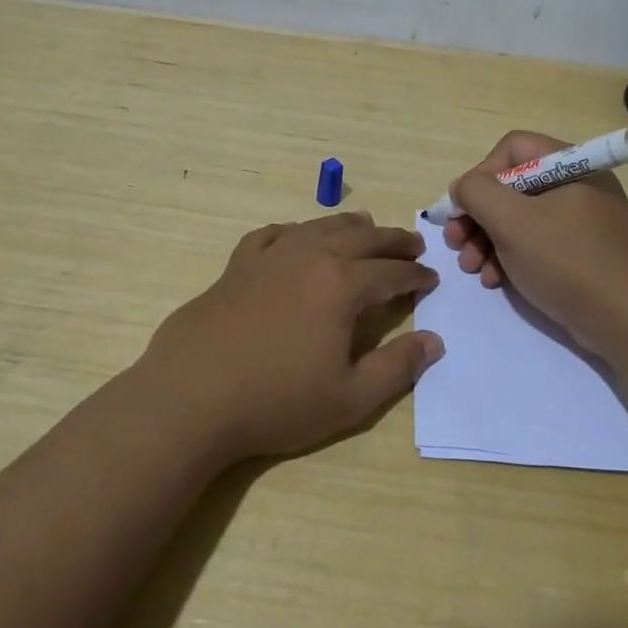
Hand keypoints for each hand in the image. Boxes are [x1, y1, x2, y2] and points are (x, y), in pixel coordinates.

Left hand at [137, 212, 443, 461]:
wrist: (193, 396)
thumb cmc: (277, 401)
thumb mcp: (350, 398)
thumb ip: (398, 367)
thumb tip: (434, 341)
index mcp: (342, 285)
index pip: (391, 272)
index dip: (415, 275)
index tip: (431, 279)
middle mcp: (310, 257)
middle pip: (361, 238)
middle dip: (392, 241)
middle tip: (412, 245)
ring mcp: (270, 257)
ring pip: (319, 228)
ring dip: (349, 226)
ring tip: (366, 226)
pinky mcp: (237, 265)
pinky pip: (273, 234)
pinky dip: (294, 231)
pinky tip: (297, 236)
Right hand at [442, 130, 627, 356]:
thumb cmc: (567, 261)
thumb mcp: (512, 221)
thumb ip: (477, 193)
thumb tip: (463, 188)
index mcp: (570, 166)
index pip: (512, 149)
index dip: (481, 175)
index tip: (464, 209)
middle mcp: (576, 186)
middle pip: (511, 186)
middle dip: (477, 216)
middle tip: (455, 243)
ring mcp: (580, 222)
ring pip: (519, 218)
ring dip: (486, 240)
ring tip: (471, 268)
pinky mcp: (580, 253)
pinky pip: (536, 244)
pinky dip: (510, 258)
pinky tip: (494, 280)